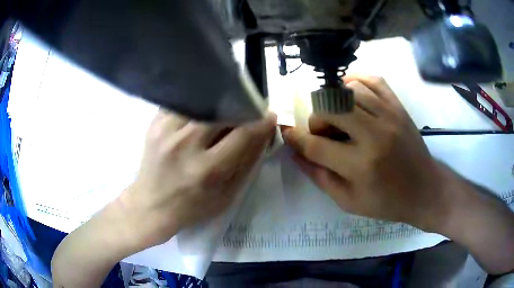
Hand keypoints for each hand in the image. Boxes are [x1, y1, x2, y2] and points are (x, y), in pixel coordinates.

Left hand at [122, 110, 276, 246]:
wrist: (150, 205)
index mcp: (207, 169)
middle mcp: (186, 145)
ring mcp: (166, 130)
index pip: (243, 134)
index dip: (262, 123)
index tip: (269, 117)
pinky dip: (197, 104)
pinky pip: (183, 102)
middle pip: (222, 111)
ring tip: (225, 109)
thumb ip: (245, 164)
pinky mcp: (154, 123)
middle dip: (241, 107)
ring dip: (219, 103)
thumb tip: (262, 135)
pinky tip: (201, 111)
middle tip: (247, 110)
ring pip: (202, 101)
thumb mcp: (226, 196)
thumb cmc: (191, 207)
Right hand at [282, 75, 444, 229]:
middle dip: (316, 119)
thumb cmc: (386, 202)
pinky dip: (355, 80)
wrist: (424, 190)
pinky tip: (350, 92)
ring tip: (337, 116)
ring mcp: (389, 115)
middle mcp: (374, 135)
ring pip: (348, 90)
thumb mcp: (348, 201)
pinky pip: (373, 80)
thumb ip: (319, 177)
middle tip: (322, 132)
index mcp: (360, 166)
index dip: (295, 138)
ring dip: (333, 102)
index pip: (315, 145)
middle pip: (329, 108)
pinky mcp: (399, 107)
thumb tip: (296, 153)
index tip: (287, 134)